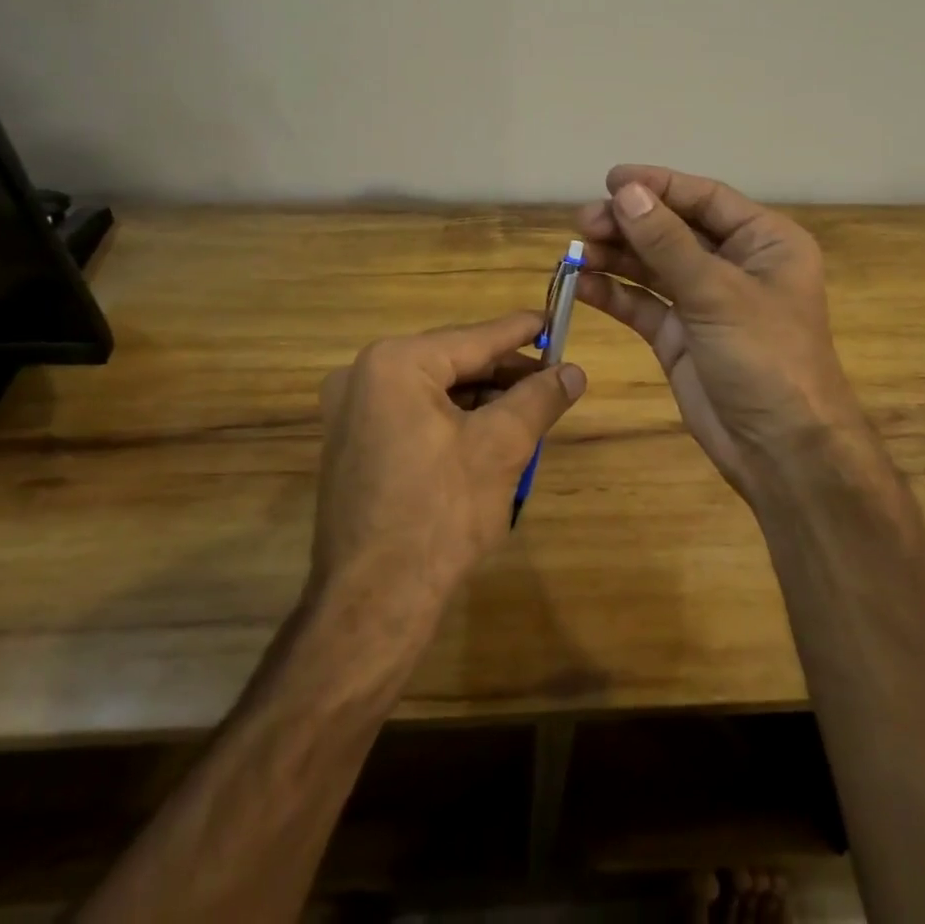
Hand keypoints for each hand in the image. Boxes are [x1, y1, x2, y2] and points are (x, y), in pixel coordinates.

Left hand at [314, 311, 585, 618]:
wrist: (373, 604)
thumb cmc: (440, 513)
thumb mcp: (501, 447)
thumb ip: (539, 399)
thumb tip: (574, 372)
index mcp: (395, 364)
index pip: (474, 338)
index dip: (520, 332)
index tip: (554, 319)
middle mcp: (363, 376)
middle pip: (453, 363)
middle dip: (504, 374)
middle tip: (551, 380)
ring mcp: (350, 412)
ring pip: (435, 390)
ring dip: (481, 400)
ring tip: (528, 411)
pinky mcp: (352, 445)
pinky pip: (414, 414)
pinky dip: (453, 420)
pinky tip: (489, 436)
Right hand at [575, 165, 865, 501]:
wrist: (781, 450)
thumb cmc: (766, 357)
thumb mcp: (717, 292)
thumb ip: (667, 242)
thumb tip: (626, 193)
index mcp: (764, 242)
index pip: (705, 198)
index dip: (658, 186)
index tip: (611, 180)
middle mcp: (735, 265)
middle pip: (674, 230)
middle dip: (630, 223)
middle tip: (584, 221)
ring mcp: (705, 302)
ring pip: (653, 266)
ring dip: (616, 256)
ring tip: (576, 250)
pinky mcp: (680, 336)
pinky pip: (643, 304)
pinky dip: (615, 293)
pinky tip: (584, 285)